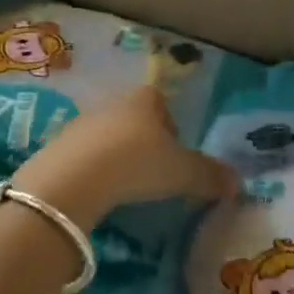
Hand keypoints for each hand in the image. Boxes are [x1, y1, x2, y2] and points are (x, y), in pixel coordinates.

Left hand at [14, 86, 236, 227]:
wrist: (73, 179)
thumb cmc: (137, 164)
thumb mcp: (183, 173)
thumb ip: (210, 176)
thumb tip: (238, 184)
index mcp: (144, 101)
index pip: (159, 100)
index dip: (169, 123)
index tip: (174, 150)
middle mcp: (111, 105)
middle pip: (132, 118)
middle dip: (143, 141)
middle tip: (152, 172)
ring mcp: (79, 125)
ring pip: (105, 136)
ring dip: (115, 156)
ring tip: (124, 186)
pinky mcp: (55, 148)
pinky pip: (81, 156)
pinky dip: (91, 171)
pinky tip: (97, 193)